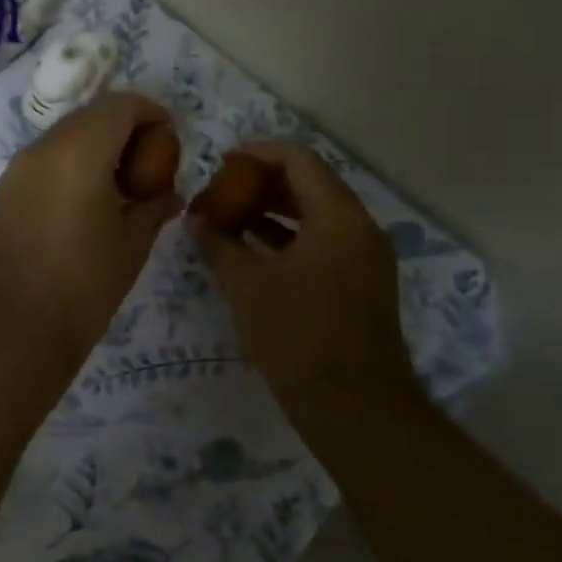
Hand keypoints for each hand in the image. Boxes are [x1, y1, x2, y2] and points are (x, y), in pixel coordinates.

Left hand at [0, 93, 180, 374]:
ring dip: (96, 146)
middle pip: (90, 116)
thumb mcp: (133, 244)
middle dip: (124, 128)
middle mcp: (42, 149)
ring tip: (120, 185)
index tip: (170, 137)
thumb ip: (154, 207)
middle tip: (149, 162)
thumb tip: (169, 194)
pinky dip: (71, 164)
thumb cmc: (84, 286)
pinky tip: (87, 201)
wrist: (14, 328)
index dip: (150, 112)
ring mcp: (17, 169)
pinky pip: (45, 160)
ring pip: (65, 136)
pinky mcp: (4, 191)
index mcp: (78, 152)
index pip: (119, 106)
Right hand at [191, 140, 414, 405]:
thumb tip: (194, 219)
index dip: (259, 153)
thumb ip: (218, 244)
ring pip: (317, 215)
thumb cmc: (297, 336)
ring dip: (275, 211)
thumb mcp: (247, 286)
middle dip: (263, 182)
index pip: (299, 161)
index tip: (223, 161)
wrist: (354, 408)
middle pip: (311, 185)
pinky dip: (290, 237)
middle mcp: (361, 229)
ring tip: (231, 216)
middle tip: (223, 189)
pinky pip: (324, 242)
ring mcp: (366, 258)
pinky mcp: (362, 284)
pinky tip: (255, 249)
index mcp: (339, 218)